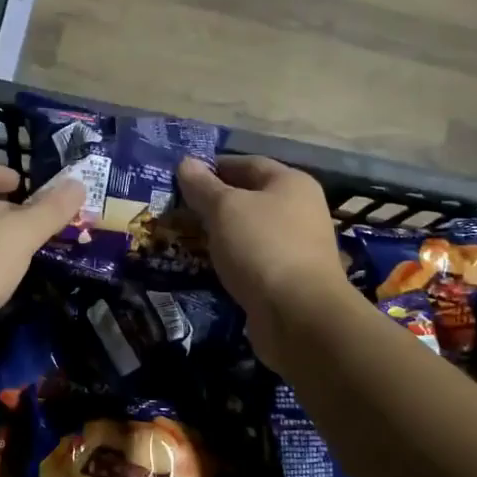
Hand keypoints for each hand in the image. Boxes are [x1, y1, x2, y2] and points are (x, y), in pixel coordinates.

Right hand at [177, 155, 360, 370]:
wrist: (298, 314)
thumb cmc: (262, 247)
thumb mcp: (225, 209)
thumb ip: (203, 186)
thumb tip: (186, 162)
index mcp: (291, 183)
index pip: (247, 164)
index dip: (214, 167)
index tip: (182, 177)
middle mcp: (300, 210)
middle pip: (250, 198)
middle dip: (214, 202)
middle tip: (177, 209)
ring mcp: (297, 246)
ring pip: (250, 231)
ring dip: (221, 233)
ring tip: (185, 237)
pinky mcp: (288, 278)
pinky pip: (253, 259)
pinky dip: (231, 259)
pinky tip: (207, 265)